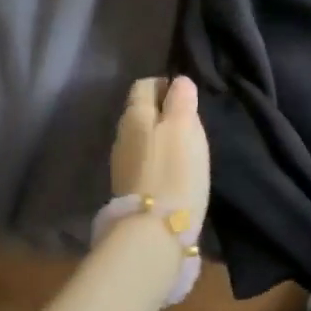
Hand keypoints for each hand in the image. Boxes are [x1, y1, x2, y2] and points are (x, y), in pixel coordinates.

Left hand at [110, 76, 210, 235]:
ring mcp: (121, 164)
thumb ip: (181, 100)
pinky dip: (157, 159)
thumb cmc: (175, 170)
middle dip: (161, 111)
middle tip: (189, 121)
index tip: (186, 96)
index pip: (144, 85)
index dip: (164, 85)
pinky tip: (173, 170)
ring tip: (184, 147)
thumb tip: (179, 81)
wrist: (155, 230)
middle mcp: (122, 135)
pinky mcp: (129, 188)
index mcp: (135, 114)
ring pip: (141, 138)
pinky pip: (143, 161)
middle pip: (140, 112)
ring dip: (159, 137)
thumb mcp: (185, 128)